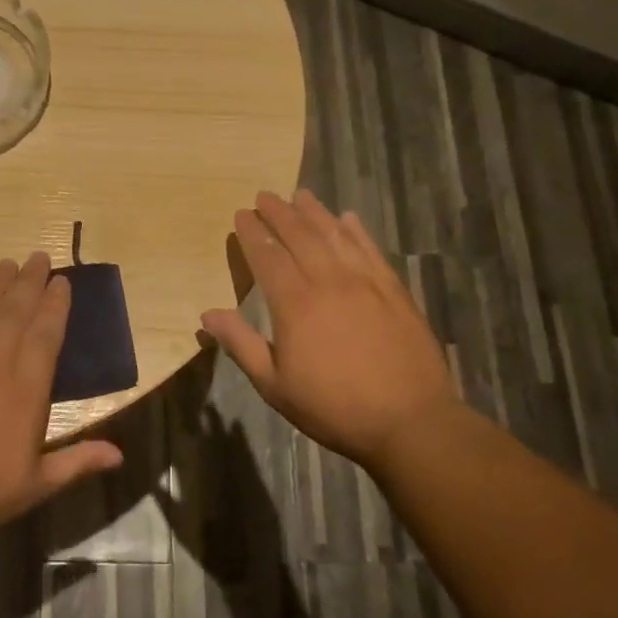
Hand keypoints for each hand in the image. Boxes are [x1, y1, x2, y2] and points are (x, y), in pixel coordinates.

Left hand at [0, 252, 123, 547]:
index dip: (55, 305)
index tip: (62, 281)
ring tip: (7, 263)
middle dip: (29, 282)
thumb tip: (120, 454)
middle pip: (14, 313)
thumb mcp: (36, 485)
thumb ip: (78, 462)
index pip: (45, 335)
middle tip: (38, 257)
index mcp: (25, 390)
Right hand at [201, 190, 457, 467]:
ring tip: (300, 195)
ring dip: (315, 213)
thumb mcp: (275, 385)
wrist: (410, 421)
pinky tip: (349, 219)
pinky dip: (357, 231)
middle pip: (300, 236)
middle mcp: (329, 282)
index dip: (252, 234)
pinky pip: (371, 250)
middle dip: (279, 213)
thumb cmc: (334, 407)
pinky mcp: (394, 291)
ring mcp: (365, 283)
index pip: (267, 257)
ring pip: (336, 236)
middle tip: (265, 195)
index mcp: (295, 304)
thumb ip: (241, 344)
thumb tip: (208, 314)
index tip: (241, 214)